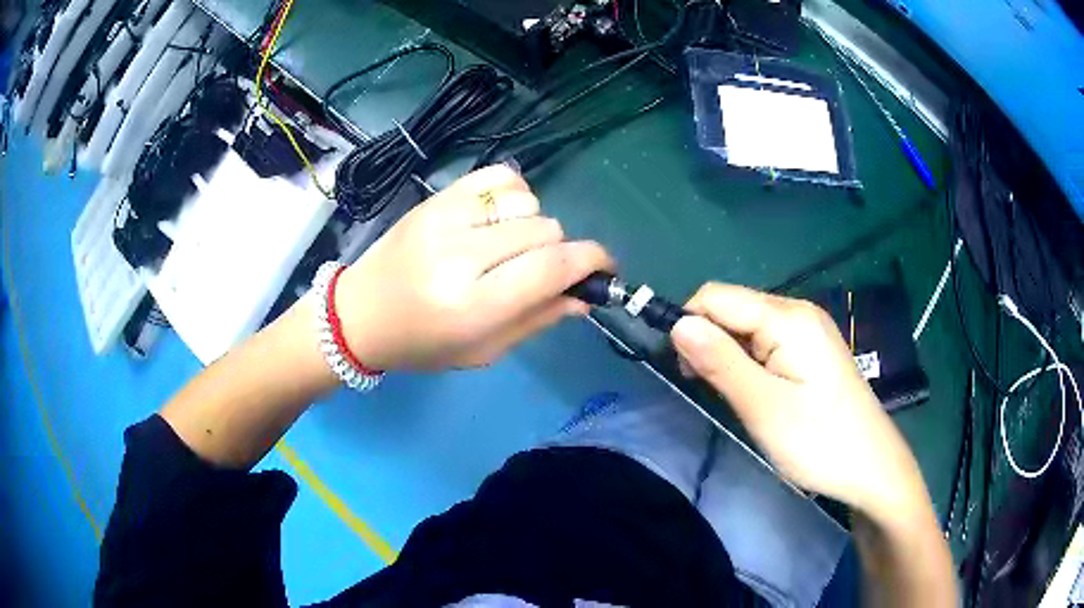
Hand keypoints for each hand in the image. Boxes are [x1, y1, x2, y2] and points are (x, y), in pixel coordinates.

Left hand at [334, 165, 611, 370]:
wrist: (359, 313)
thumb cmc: (422, 344)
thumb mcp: (483, 350)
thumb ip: (538, 319)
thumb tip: (585, 296)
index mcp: (472, 305)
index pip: (551, 268)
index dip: (591, 262)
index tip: (604, 268)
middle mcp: (459, 254)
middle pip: (545, 231)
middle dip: (558, 252)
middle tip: (540, 270)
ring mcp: (445, 218)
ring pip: (526, 202)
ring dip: (533, 225)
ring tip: (511, 246)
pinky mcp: (435, 198)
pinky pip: (498, 176)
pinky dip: (513, 193)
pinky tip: (501, 216)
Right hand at [670, 284, 927, 518]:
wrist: (872, 467)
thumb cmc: (819, 441)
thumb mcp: (763, 407)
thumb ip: (720, 362)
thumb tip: (677, 324)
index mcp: (787, 317)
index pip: (716, 297)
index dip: (689, 325)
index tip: (685, 372)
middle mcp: (798, 312)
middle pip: (733, 308)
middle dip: (710, 341)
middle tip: (712, 392)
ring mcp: (809, 330)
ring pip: (748, 327)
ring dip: (729, 355)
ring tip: (737, 398)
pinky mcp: (813, 349)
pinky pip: (767, 341)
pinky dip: (750, 362)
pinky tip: (759, 392)